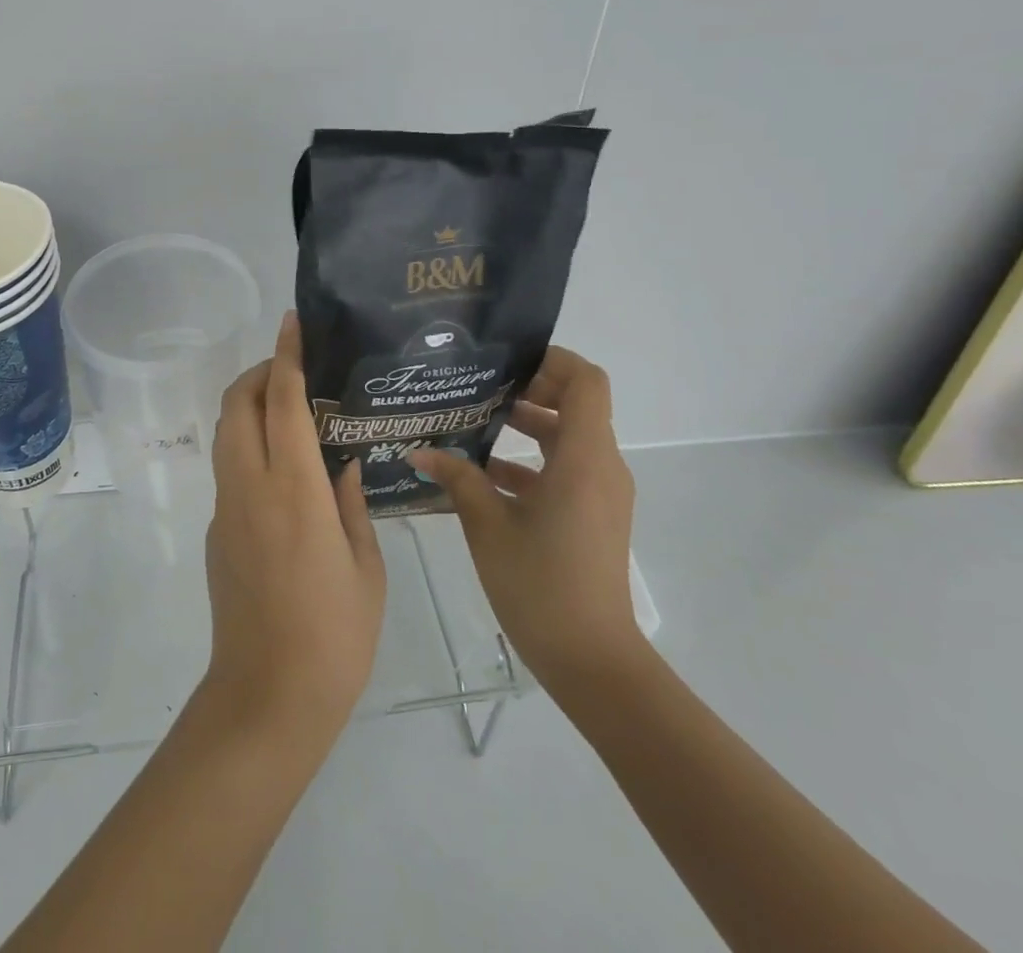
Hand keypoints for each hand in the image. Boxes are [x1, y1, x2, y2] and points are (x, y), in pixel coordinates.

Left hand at [198, 312, 386, 746]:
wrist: (267, 696)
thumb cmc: (335, 635)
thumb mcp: (366, 567)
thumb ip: (351, 505)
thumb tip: (341, 466)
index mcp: (294, 490)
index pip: (282, 402)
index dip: (286, 357)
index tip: (291, 324)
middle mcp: (250, 487)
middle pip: (236, 405)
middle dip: (257, 373)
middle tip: (291, 370)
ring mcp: (225, 508)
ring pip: (225, 433)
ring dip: (247, 406)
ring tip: (286, 410)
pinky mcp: (215, 531)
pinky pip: (229, 469)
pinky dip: (247, 446)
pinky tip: (281, 470)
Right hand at [410, 347, 644, 696]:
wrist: (593, 661)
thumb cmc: (541, 585)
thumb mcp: (488, 526)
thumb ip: (458, 480)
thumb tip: (420, 452)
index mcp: (583, 459)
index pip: (586, 382)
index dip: (551, 361)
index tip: (506, 365)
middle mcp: (601, 467)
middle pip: (576, 405)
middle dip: (529, 392)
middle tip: (479, 392)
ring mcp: (601, 493)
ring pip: (568, 439)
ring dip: (527, 428)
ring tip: (473, 427)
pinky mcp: (593, 515)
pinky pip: (565, 470)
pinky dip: (530, 463)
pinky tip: (483, 477)